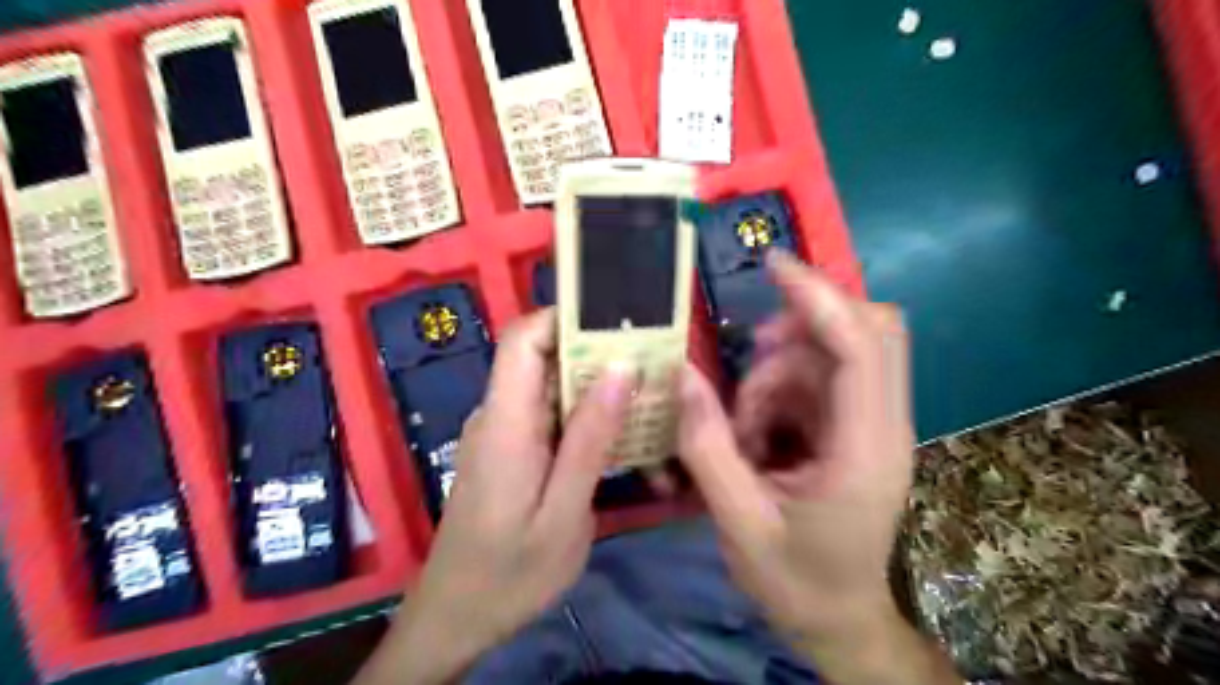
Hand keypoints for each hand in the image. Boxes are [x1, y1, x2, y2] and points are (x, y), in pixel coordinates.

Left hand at [356, 310, 633, 684]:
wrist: (457, 617)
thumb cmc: (511, 573)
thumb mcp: (564, 512)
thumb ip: (590, 439)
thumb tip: (621, 368)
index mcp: (506, 422)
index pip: (523, 339)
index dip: (566, 317)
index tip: (620, 324)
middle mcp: (499, 415)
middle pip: (544, 358)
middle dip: (598, 354)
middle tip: (653, 365)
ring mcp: (504, 432)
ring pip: (552, 387)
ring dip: (597, 387)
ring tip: (648, 397)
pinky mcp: (512, 450)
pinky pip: (550, 416)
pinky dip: (586, 416)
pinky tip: (620, 434)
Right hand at [678, 253, 962, 684]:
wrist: (838, 621)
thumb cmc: (796, 581)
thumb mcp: (739, 521)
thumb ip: (706, 446)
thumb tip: (679, 375)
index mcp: (866, 449)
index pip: (860, 346)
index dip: (819, 296)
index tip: (772, 266)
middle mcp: (881, 425)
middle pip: (865, 332)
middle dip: (801, 327)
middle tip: (748, 357)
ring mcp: (869, 425)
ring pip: (828, 357)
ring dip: (775, 377)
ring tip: (742, 431)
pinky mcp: (851, 429)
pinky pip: (815, 382)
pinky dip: (777, 395)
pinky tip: (754, 436)